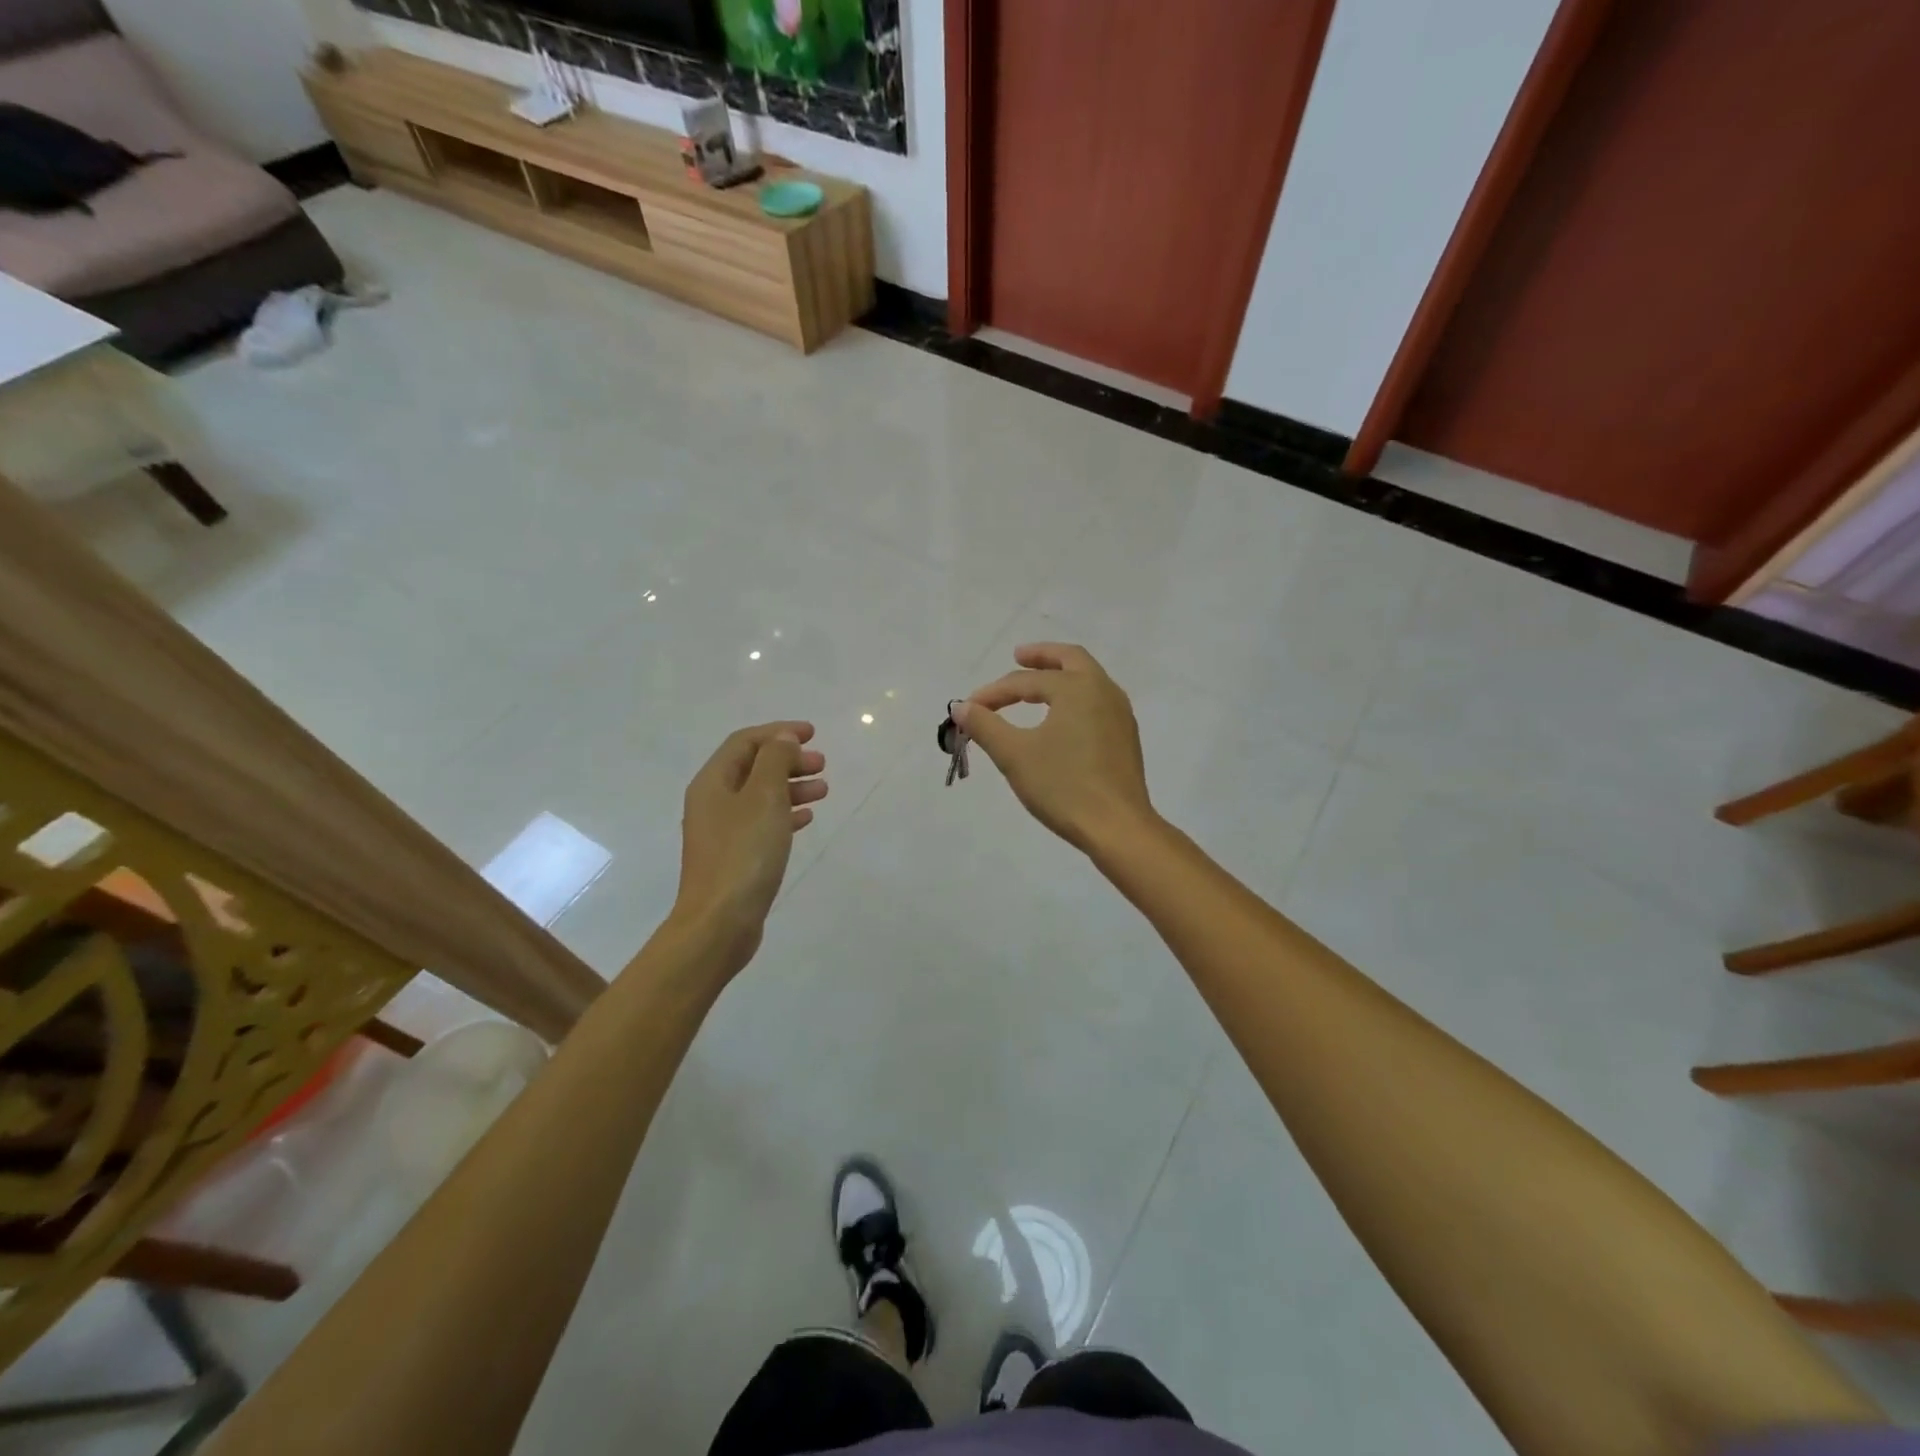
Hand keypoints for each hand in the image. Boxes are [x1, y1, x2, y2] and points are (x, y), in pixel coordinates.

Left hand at [671, 721, 827, 973]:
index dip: (779, 733)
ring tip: (823, 790)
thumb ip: (775, 762)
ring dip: (791, 786)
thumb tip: (783, 739)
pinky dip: (785, 813)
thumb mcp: (764, 798)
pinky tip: (807, 818)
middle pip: (753, 767)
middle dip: (788, 760)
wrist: (720, 922)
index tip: (812, 734)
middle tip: (822, 764)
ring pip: (761, 795)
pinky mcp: (735, 856)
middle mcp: (712, 802)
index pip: (745, 742)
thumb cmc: (744, 854)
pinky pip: (763, 823)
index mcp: (713, 782)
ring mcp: (722, 831)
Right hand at [957, 643, 1154, 854]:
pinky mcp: (1125, 739)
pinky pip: (1097, 703)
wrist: (1117, 828)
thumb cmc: (1064, 786)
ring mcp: (1120, 715)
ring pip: (1088, 680)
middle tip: (1017, 657)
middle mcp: (1104, 691)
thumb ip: (986, 727)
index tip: (969, 709)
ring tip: (1037, 686)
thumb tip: (961, 707)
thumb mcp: (1015, 755)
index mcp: (1078, 688)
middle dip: (1041, 656)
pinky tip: (1062, 718)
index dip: (994, 693)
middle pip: (1071, 660)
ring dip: (1061, 676)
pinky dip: (1075, 697)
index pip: (1026, 682)